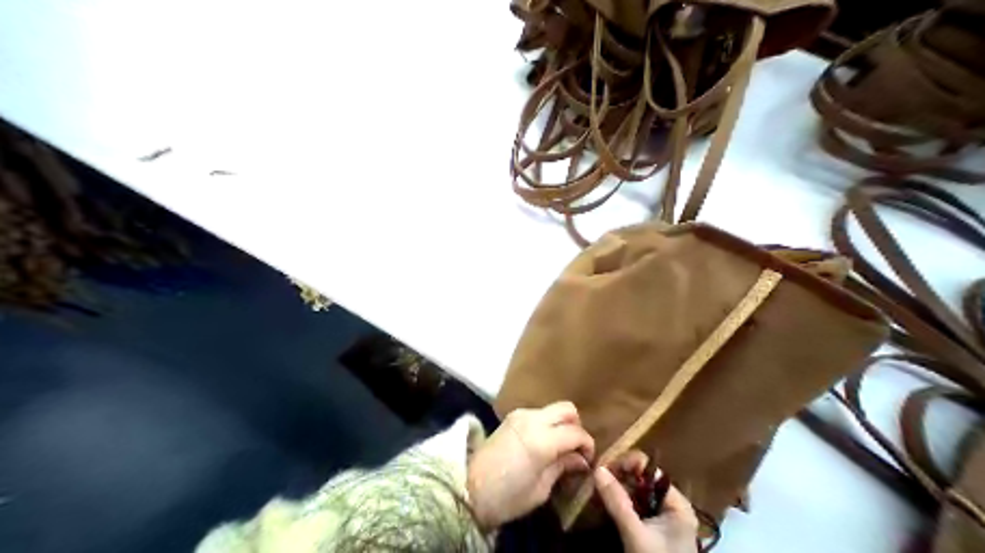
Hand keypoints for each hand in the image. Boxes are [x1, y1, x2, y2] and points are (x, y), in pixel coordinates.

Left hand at [467, 401, 596, 525]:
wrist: (467, 489)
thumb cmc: (506, 497)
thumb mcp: (540, 490)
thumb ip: (562, 467)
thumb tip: (580, 459)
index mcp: (542, 440)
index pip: (577, 433)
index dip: (587, 446)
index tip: (588, 461)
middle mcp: (533, 419)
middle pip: (567, 409)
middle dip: (577, 427)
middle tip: (575, 449)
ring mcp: (520, 414)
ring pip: (552, 409)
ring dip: (561, 424)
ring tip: (559, 447)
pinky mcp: (511, 416)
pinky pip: (538, 413)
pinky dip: (547, 423)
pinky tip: (543, 442)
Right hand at [591, 454, 699, 551]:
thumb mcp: (636, 534)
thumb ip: (618, 502)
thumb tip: (598, 469)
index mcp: (677, 504)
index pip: (651, 471)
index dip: (628, 464)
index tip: (604, 468)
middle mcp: (671, 507)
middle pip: (643, 481)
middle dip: (619, 478)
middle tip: (596, 480)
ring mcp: (661, 520)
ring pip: (636, 495)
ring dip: (617, 491)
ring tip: (597, 491)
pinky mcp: (651, 531)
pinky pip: (634, 509)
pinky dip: (620, 505)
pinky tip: (605, 505)